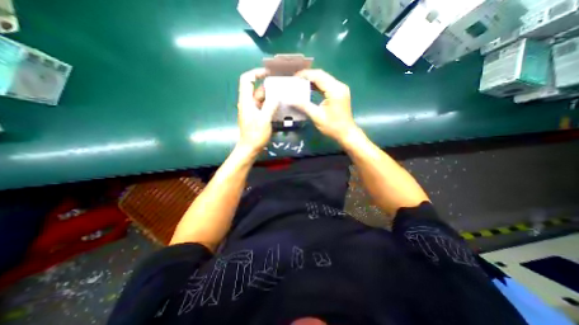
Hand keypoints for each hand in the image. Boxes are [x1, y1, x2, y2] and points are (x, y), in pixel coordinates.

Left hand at [236, 67, 279, 153]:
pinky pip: (264, 107)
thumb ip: (270, 106)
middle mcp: (248, 103)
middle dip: (268, 87)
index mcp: (246, 101)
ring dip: (271, 97)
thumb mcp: (264, 120)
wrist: (250, 149)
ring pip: (261, 99)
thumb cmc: (255, 135)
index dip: (255, 73)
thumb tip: (277, 96)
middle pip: (257, 89)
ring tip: (283, 96)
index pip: (246, 80)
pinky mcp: (256, 116)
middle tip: (282, 87)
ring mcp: (252, 110)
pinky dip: (271, 105)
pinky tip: (280, 107)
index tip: (268, 73)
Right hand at [294, 69, 357, 142]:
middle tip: (296, 80)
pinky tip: (310, 88)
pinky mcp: (340, 93)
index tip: (294, 77)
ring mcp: (341, 89)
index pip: (318, 76)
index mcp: (335, 90)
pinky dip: (318, 85)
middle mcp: (339, 86)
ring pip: (325, 79)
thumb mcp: (317, 116)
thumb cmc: (332, 126)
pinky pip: (327, 85)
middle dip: (308, 76)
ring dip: (313, 80)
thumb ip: (303, 106)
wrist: (346, 133)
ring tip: (300, 83)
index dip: (305, 75)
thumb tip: (290, 100)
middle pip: (322, 75)